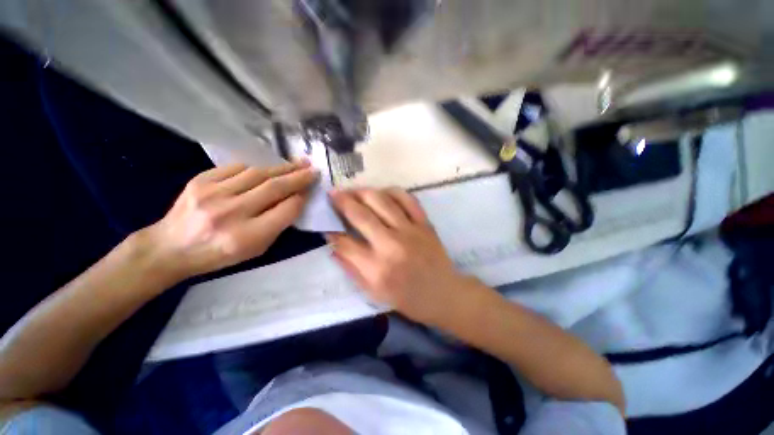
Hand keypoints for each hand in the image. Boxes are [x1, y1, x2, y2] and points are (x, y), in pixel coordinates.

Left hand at [147, 161, 316, 280]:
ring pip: (258, 173)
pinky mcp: (200, 180)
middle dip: (298, 177)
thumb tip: (295, 200)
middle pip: (274, 188)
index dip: (301, 198)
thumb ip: (278, 225)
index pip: (286, 210)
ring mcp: (213, 193)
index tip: (310, 190)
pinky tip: (266, 169)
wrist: (170, 248)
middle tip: (312, 169)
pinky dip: (256, 168)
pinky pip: (237, 168)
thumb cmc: (219, 255)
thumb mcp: (256, 249)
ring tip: (297, 163)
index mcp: (247, 236)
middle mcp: (231, 213)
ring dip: (281, 167)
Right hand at [327, 188, 476, 324]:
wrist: (444, 294)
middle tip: (333, 193)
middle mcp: (391, 244)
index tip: (326, 222)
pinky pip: (407, 199)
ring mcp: (410, 230)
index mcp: (376, 268)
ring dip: (363, 192)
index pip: (345, 242)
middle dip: (342, 201)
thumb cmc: (407, 299)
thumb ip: (351, 269)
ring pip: (382, 201)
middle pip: (360, 214)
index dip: (331, 230)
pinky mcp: (424, 223)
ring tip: (354, 190)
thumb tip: (333, 246)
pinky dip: (392, 192)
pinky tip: (382, 192)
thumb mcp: (374, 293)